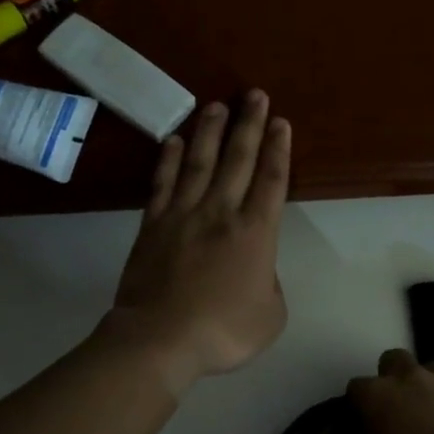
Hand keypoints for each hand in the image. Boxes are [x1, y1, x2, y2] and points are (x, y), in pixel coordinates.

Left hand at [103, 90, 291, 395]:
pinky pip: (163, 183)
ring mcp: (183, 214)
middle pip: (238, 159)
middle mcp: (221, 212)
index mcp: (255, 233)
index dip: (278, 149)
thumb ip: (270, 284)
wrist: (160, 338)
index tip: (281, 122)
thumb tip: (258, 269)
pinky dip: (170, 160)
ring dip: (210, 132)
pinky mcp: (153, 224)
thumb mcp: (271, 316)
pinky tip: (175, 141)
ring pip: (200, 162)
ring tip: (217, 105)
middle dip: (249, 124)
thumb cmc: (222, 331)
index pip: (271, 180)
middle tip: (254, 95)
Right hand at [348, 349, 433, 433]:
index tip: (367, 422)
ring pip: (428, 369)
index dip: (361, 405)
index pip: (356, 388)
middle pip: (392, 360)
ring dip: (425, 385)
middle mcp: (408, 377)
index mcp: (377, 396)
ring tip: (432, 412)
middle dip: (392, 378)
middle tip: (399, 407)